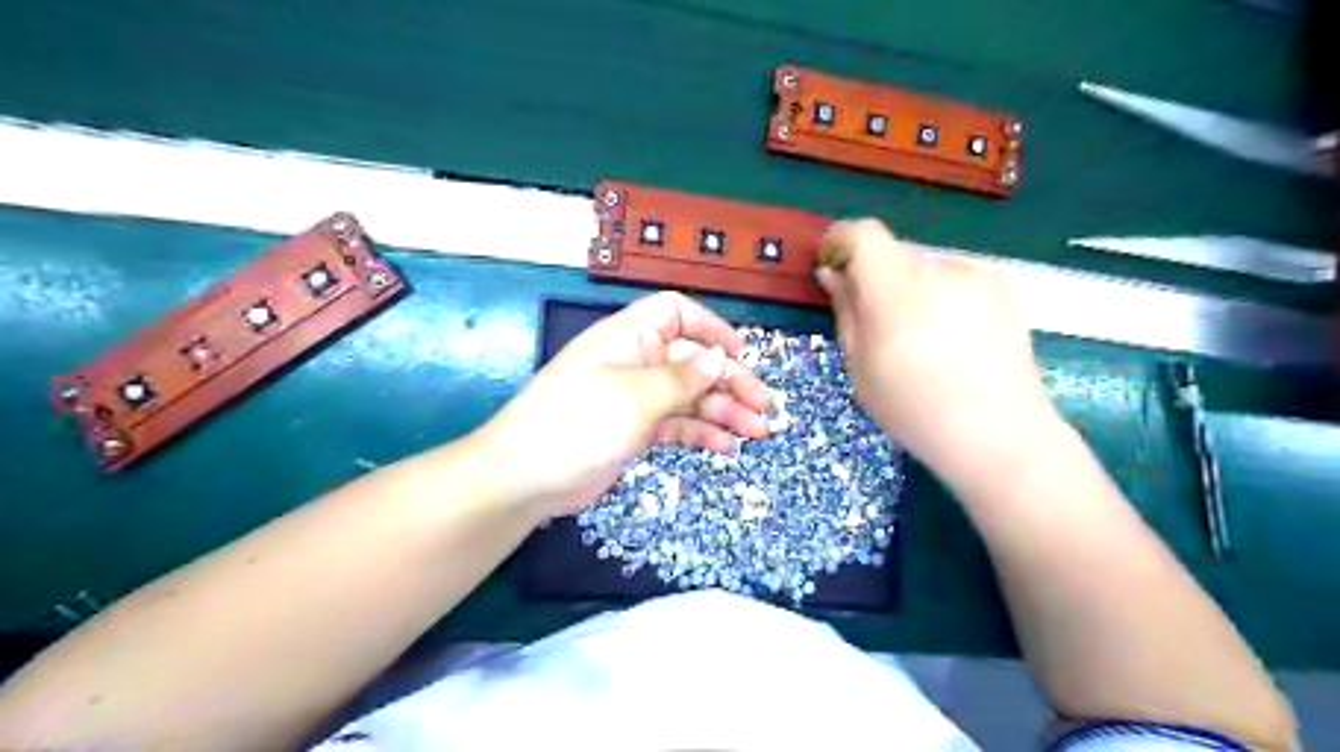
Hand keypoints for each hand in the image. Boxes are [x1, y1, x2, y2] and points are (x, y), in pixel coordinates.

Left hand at [474, 291, 769, 516]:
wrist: (525, 477)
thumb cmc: (578, 423)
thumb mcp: (635, 397)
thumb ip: (682, 378)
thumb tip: (718, 357)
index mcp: (630, 337)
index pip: (676, 313)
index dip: (710, 327)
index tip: (741, 353)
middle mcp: (635, 361)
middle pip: (692, 360)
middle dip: (730, 381)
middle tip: (764, 407)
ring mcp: (634, 397)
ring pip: (689, 395)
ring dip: (723, 410)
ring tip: (755, 432)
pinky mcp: (633, 428)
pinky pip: (675, 423)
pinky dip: (700, 432)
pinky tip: (724, 447)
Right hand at [811, 221, 1062, 476]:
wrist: (999, 436)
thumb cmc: (916, 412)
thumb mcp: (861, 368)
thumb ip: (846, 312)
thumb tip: (832, 273)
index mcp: (898, 298)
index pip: (864, 235)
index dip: (841, 241)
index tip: (833, 265)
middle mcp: (939, 274)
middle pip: (893, 253)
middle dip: (876, 278)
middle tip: (879, 325)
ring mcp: (976, 277)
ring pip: (924, 268)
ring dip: (910, 290)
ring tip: (924, 340)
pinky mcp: (1002, 286)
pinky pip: (953, 279)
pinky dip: (941, 297)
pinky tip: (954, 339)